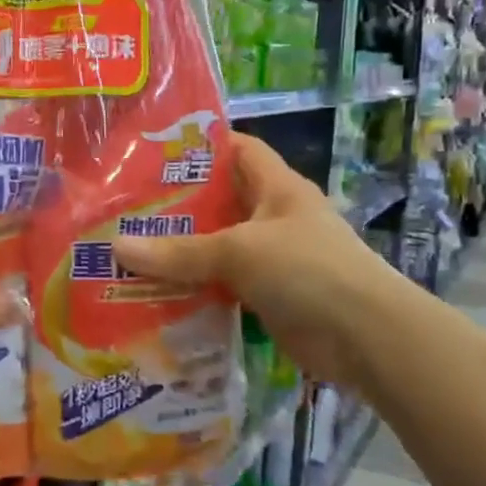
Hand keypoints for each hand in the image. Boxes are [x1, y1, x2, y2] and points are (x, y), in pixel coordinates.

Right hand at [115, 133, 399, 389]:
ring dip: (180, 251)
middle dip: (175, 204)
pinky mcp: (267, 295)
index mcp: (277, 187)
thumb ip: (179, 252)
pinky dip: (194, 287)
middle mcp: (273, 217)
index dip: (199, 145)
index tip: (151, 151)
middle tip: (122, 207)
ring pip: (216, 246)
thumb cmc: (308, 271)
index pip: (237, 149)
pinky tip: (155, 292)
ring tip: (127, 248)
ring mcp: (271, 258)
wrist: (368, 339)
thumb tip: (118, 247)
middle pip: (219, 200)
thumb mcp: (239, 251)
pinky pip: (221, 284)